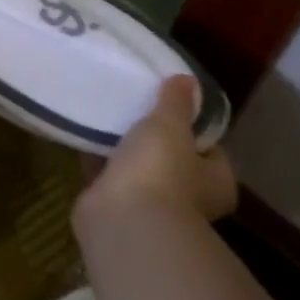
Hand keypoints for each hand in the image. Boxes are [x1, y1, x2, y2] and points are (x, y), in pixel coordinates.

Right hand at [74, 75, 236, 243]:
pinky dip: (97, 161)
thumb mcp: (169, 125)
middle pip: (172, 160)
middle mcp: (189, 198)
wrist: (123, 219)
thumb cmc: (160, 170)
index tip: (170, 107)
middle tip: (133, 110)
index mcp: (216, 182)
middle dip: (153, 140)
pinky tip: (83, 138)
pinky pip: (107, 176)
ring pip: (137, 170)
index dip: (192, 129)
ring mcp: (151, 206)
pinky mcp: (116, 207)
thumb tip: (188, 80)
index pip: (210, 150)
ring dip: (123, 150)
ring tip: (105, 119)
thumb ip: (176, 102)